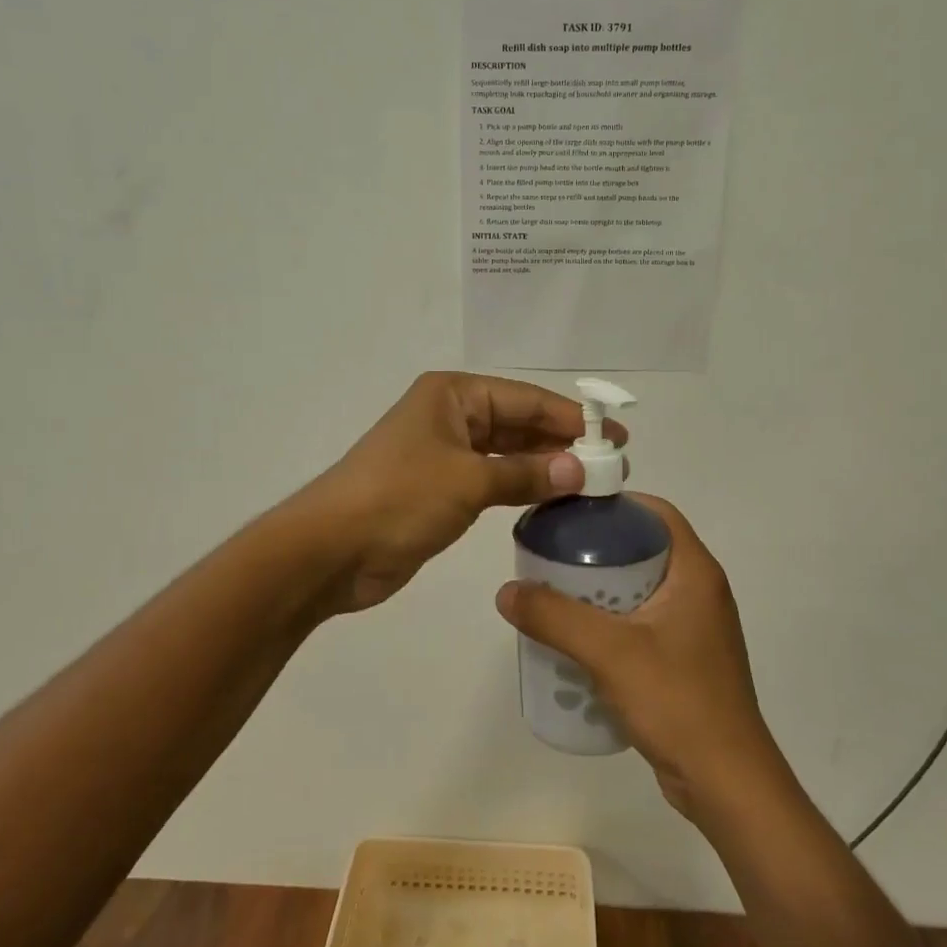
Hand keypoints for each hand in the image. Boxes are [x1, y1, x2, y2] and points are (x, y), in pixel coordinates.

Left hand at [300, 372, 624, 613]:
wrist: (331, 550)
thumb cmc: (400, 498)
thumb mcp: (469, 481)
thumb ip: (526, 474)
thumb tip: (579, 471)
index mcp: (453, 396)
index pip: (525, 398)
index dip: (571, 417)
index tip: (614, 437)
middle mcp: (450, 417)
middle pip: (518, 423)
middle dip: (561, 442)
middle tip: (611, 464)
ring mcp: (444, 454)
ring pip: (507, 453)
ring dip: (544, 466)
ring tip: (591, 483)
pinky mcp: (440, 490)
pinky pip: (492, 480)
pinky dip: (521, 487)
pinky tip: (552, 499)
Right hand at [495, 495, 779, 822]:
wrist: (726, 783)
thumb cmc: (677, 702)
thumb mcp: (610, 652)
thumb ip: (555, 617)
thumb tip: (507, 591)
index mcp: (695, 573)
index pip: (656, 514)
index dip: (614, 504)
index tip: (570, 511)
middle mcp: (699, 592)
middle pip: (643, 549)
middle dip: (597, 549)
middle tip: (551, 555)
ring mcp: (694, 629)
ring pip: (639, 590)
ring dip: (599, 590)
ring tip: (554, 595)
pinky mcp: (684, 660)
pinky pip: (641, 625)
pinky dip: (610, 623)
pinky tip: (577, 641)